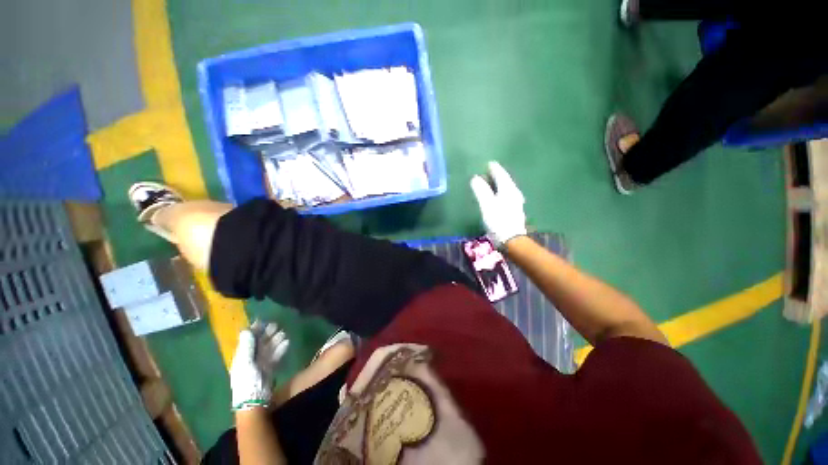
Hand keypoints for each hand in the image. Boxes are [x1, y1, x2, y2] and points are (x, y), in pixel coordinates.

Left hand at [230, 321, 289, 410]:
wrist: (254, 399)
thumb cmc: (247, 380)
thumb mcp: (245, 362)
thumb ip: (247, 346)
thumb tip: (246, 330)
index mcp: (242, 356)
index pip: (248, 339)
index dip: (254, 330)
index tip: (262, 320)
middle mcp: (251, 357)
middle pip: (260, 342)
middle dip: (267, 333)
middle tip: (276, 325)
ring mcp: (261, 363)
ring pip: (269, 348)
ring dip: (276, 340)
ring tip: (283, 333)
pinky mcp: (270, 367)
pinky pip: (276, 355)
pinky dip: (281, 349)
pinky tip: (287, 343)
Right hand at [470, 161, 527, 247]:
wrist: (511, 240)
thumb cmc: (498, 221)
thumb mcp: (487, 204)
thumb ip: (481, 190)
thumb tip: (475, 178)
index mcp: (508, 190)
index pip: (501, 175)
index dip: (495, 169)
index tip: (490, 163)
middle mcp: (514, 194)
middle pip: (506, 181)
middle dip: (498, 176)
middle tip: (490, 171)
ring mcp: (516, 203)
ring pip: (507, 189)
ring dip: (500, 185)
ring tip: (493, 183)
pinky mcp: (514, 211)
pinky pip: (507, 196)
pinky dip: (501, 193)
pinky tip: (498, 196)